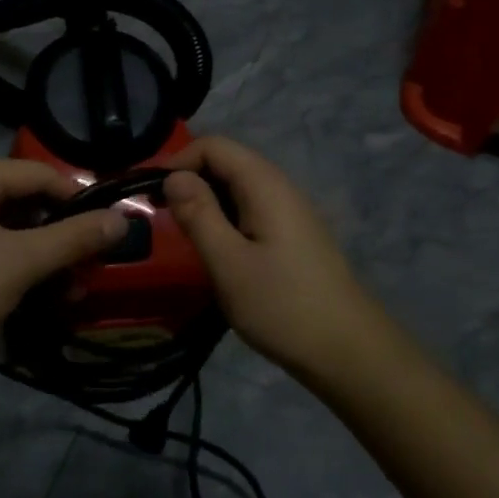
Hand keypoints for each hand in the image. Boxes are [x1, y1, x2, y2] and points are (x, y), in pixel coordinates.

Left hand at [0, 159, 127, 368]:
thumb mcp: (22, 262)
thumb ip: (74, 238)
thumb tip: (122, 219)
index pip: (38, 174)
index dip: (77, 198)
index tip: (105, 229)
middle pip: (22, 200)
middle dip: (59, 235)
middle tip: (87, 267)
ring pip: (6, 228)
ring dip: (40, 256)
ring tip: (66, 292)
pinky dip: (13, 265)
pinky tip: (32, 295)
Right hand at [163, 137, 399, 379]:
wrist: (348, 352)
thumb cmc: (282, 305)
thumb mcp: (228, 262)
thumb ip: (198, 214)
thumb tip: (174, 177)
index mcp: (265, 185)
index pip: (214, 146)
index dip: (178, 161)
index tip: (150, 195)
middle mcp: (280, 187)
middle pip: (228, 162)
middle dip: (190, 179)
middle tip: (160, 215)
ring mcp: (291, 212)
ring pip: (239, 187)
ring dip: (206, 201)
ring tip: (183, 233)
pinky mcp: (293, 236)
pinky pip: (251, 210)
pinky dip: (226, 218)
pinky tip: (216, 249)